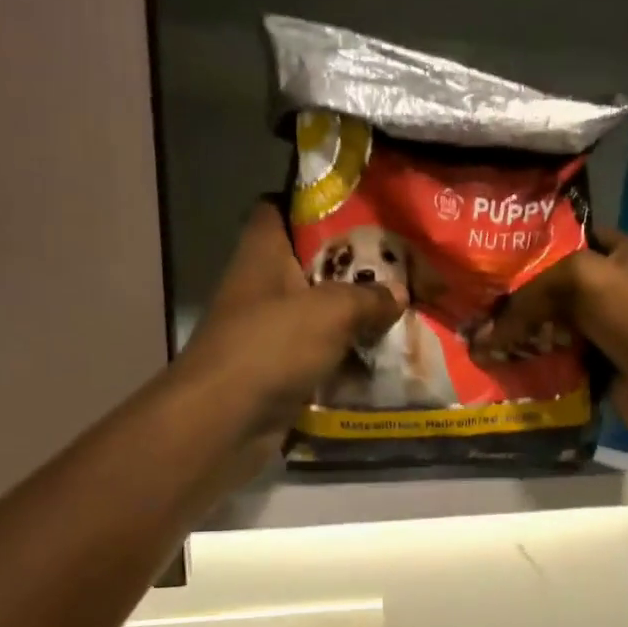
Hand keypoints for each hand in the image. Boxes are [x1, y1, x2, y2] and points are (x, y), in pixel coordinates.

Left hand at [177, 202, 400, 460]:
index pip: (280, 209)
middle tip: (400, 266)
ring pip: (320, 314)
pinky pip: (321, 356)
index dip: (315, 204)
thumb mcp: (330, 311)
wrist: (224, 422)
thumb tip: (399, 294)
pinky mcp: (279, 371)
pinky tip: (385, 357)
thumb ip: (368, 297)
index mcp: (263, 254)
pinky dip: (348, 358)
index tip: (360, 210)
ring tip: (403, 311)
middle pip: (311, 265)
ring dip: (356, 318)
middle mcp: (263, 287)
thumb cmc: (270, 347)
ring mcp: (269, 332)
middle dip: (354, 267)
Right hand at [469, 230, 627, 449]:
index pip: (566, 241)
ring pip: (553, 331)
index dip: (530, 250)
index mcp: (617, 254)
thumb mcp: (580, 279)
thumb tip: (486, 336)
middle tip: (474, 311)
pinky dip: (536, 369)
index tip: (488, 264)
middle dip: (517, 302)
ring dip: (522, 340)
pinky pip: (559, 365)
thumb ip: (530, 296)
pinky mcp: (599, 369)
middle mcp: (611, 289)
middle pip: (554, 291)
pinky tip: (504, 372)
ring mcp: (606, 332)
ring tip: (479, 345)